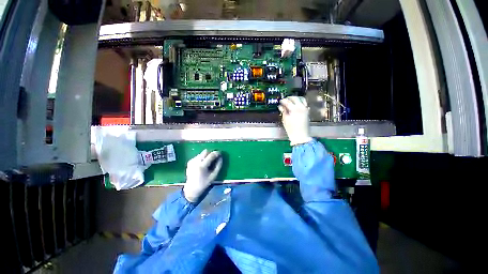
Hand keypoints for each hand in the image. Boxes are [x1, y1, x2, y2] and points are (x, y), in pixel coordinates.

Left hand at [183, 149, 222, 201]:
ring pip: (202, 153)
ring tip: (209, 162)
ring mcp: (192, 161)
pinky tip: (203, 164)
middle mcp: (196, 161)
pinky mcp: (190, 161)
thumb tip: (221, 157)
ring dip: (207, 155)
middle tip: (215, 157)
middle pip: (205, 151)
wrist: (191, 189)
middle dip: (211, 153)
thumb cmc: (204, 183)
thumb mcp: (213, 176)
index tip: (220, 153)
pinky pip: (198, 156)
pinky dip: (202, 158)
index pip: (211, 155)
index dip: (216, 153)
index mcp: (202, 166)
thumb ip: (218, 166)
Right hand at [278, 96, 312, 145]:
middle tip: (285, 99)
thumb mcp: (285, 120)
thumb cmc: (291, 129)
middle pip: (296, 98)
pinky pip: (305, 104)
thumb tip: (281, 107)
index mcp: (294, 109)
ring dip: (296, 98)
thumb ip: (283, 111)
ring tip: (291, 100)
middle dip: (290, 98)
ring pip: (302, 99)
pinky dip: (300, 102)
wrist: (300, 135)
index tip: (280, 101)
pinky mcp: (307, 112)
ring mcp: (305, 109)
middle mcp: (301, 107)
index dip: (283, 100)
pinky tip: (297, 105)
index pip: (288, 101)